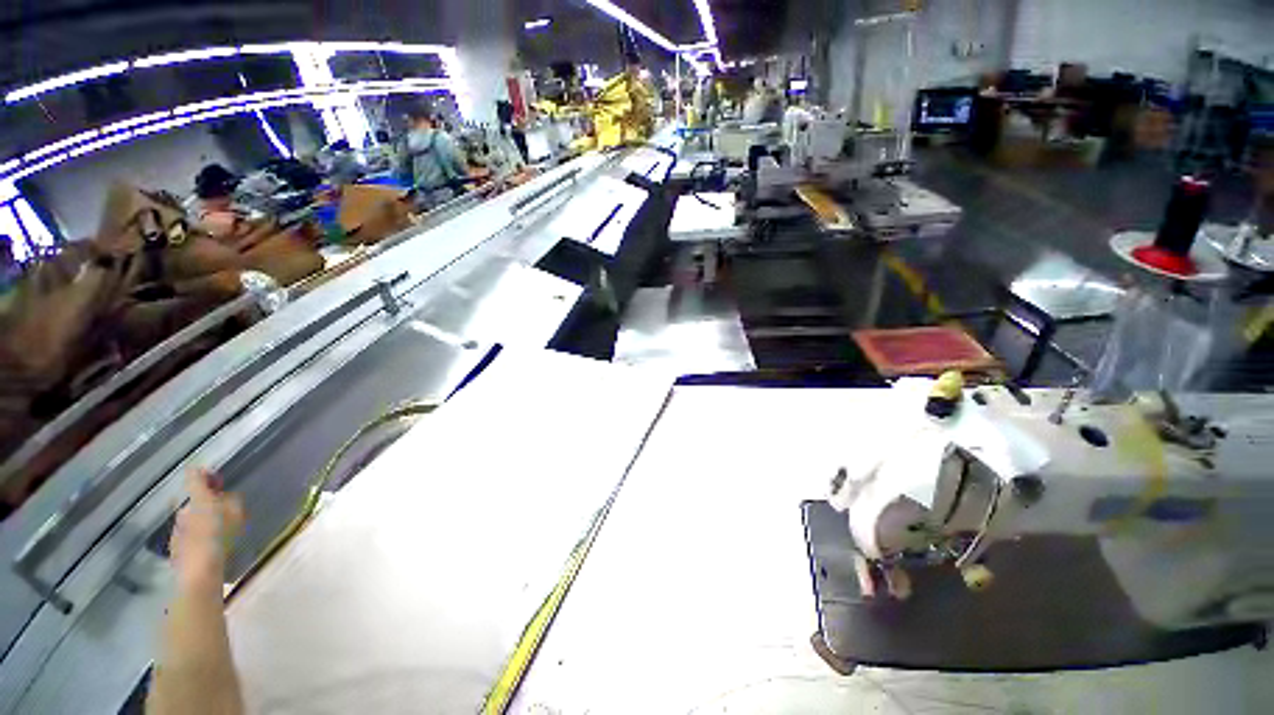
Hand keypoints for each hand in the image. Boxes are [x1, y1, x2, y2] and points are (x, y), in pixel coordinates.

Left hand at [170, 469, 243, 589]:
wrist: (199, 571)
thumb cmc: (221, 537)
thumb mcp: (237, 514)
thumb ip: (232, 500)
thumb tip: (226, 495)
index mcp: (197, 499)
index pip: (194, 476)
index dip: (203, 472)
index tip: (214, 476)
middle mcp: (183, 509)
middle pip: (194, 500)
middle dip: (207, 502)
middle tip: (224, 509)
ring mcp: (176, 528)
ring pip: (191, 518)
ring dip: (202, 519)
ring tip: (218, 530)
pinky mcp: (175, 545)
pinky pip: (188, 533)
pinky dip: (198, 534)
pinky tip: (209, 545)